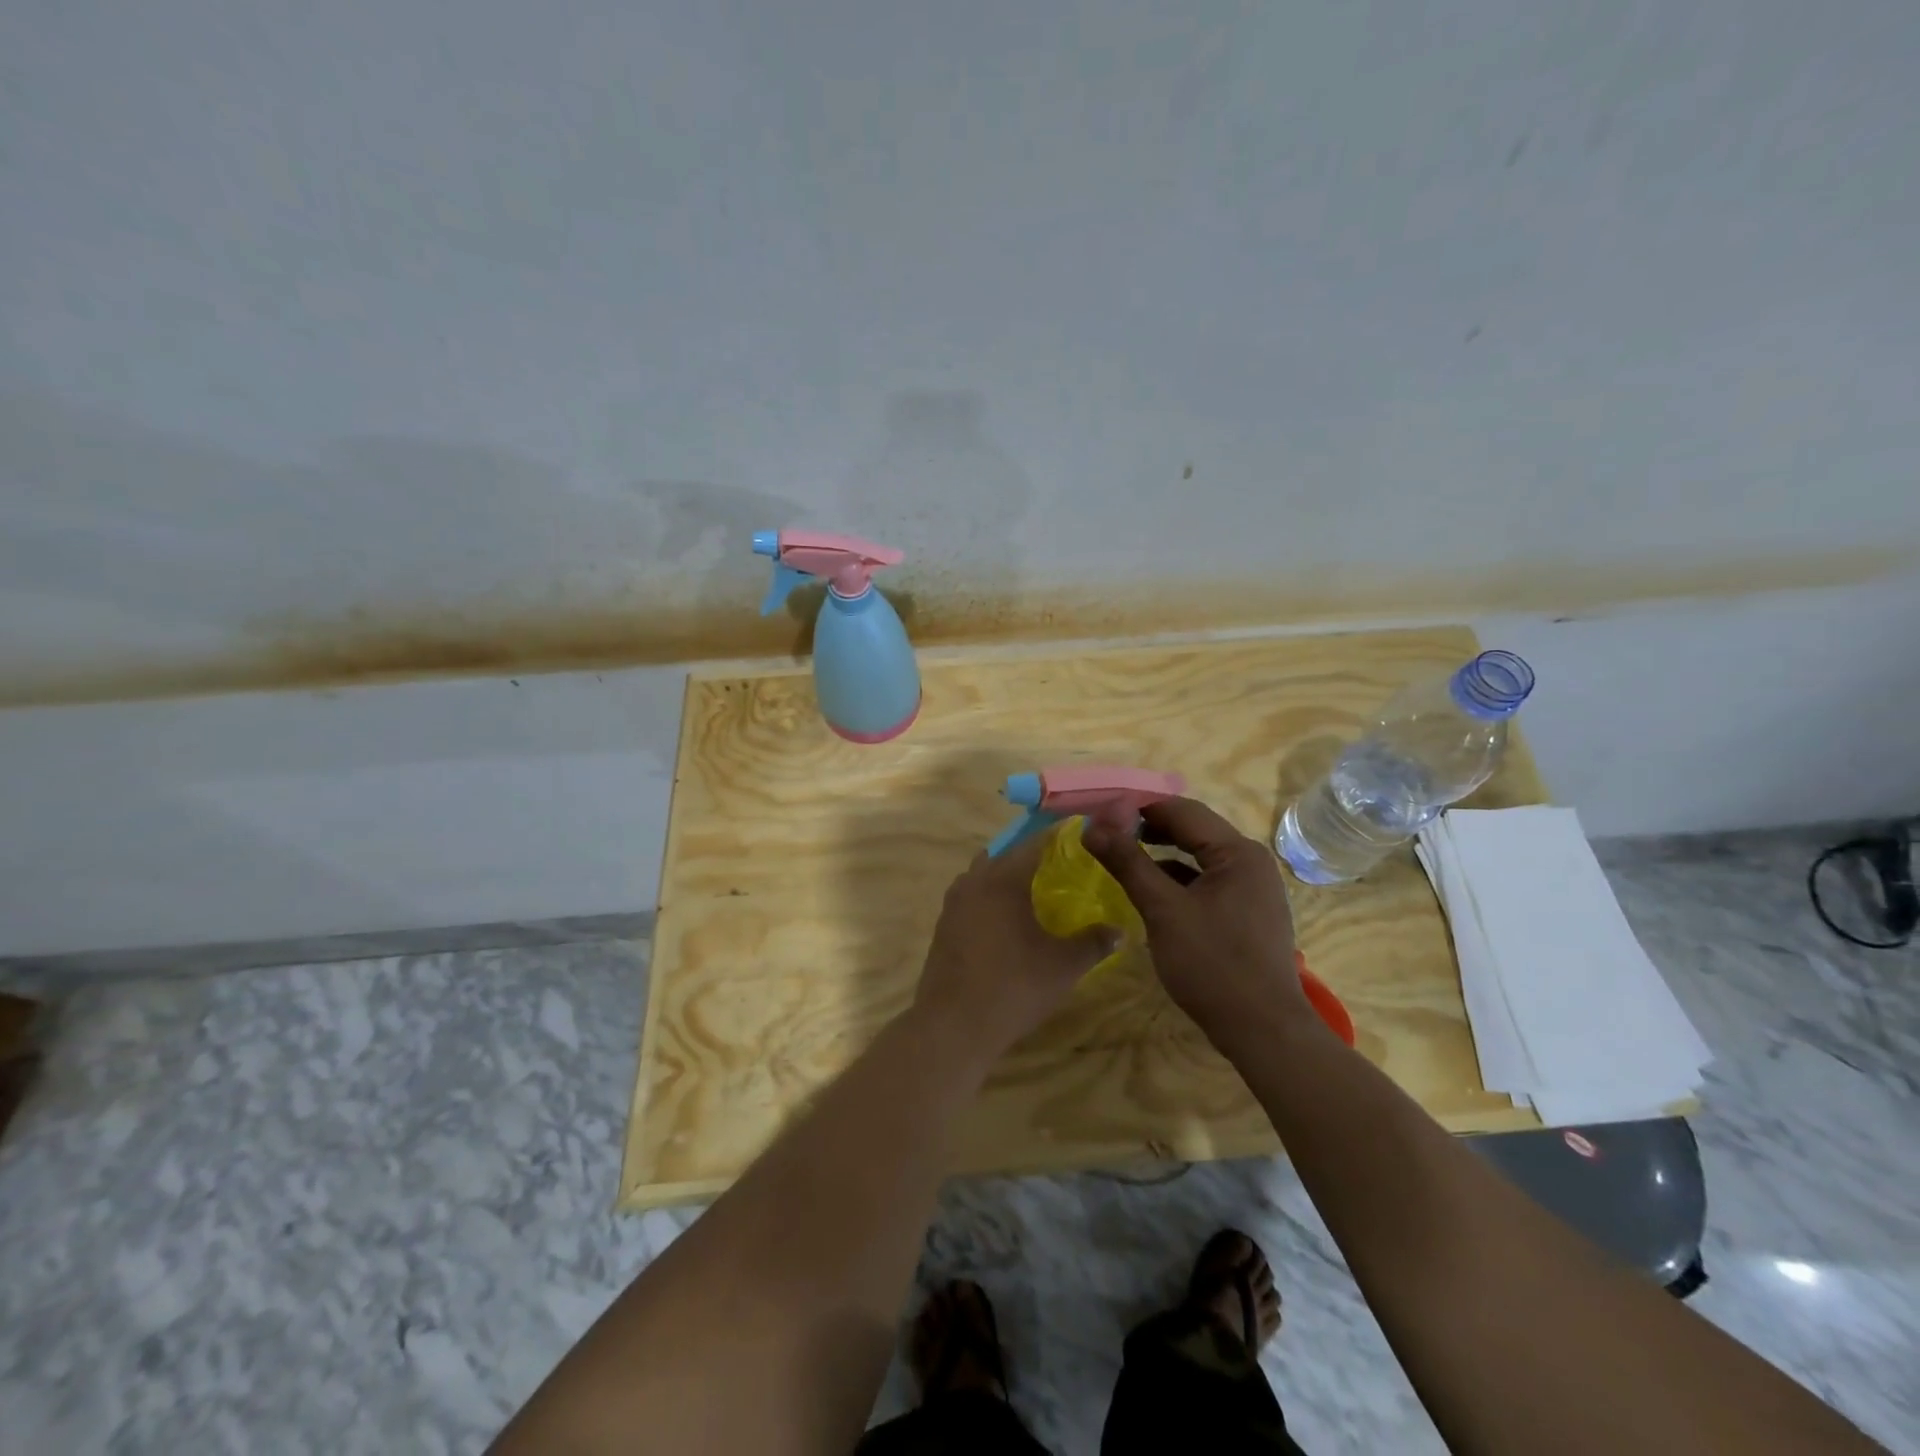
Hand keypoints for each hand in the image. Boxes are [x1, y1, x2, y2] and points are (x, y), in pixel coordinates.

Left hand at [915, 836, 1117, 1059]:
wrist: (952, 1025)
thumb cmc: (1013, 987)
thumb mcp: (1063, 966)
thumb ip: (1094, 943)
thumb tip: (1120, 931)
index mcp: (1003, 879)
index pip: (1035, 842)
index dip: (1059, 836)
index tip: (1081, 834)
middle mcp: (975, 880)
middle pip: (1006, 854)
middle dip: (1032, 854)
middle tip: (1061, 865)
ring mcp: (954, 902)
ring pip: (984, 874)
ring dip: (1008, 875)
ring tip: (1036, 891)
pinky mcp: (944, 925)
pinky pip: (972, 896)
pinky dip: (991, 896)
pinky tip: (1008, 919)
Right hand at [1083, 797, 1312, 1050]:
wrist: (1263, 1031)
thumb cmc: (1212, 964)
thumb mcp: (1163, 910)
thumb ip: (1128, 863)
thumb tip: (1092, 826)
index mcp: (1237, 852)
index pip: (1182, 810)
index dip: (1139, 805)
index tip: (1101, 809)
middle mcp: (1250, 861)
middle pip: (1193, 830)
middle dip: (1149, 827)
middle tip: (1107, 832)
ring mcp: (1253, 889)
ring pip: (1199, 857)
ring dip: (1162, 853)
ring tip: (1123, 856)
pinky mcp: (1248, 913)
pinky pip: (1208, 882)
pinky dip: (1179, 879)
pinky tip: (1153, 892)